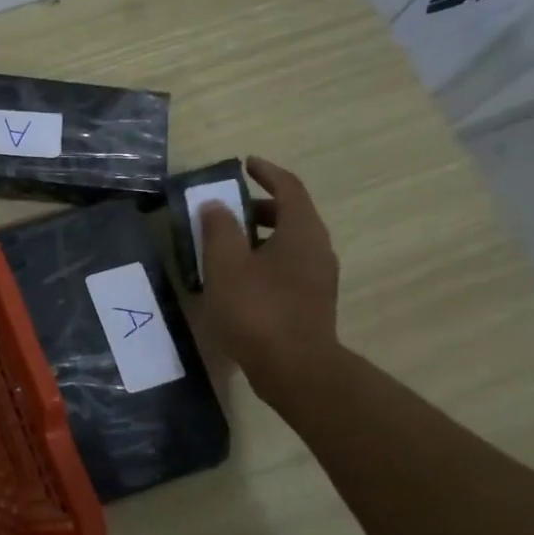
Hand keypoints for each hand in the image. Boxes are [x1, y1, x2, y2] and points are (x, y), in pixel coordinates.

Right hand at [198, 156, 342, 408]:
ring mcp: (318, 278)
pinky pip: (287, 267)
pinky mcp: (311, 303)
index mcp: (301, 231)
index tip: (245, 164)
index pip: (289, 187)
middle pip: (290, 215)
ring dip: (259, 237)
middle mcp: (317, 249)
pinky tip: (238, 280)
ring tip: (225, 247)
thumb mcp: (226, 265)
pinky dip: (264, 260)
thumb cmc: (258, 310)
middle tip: (226, 210)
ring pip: (288, 243)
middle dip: (258, 207)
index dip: (267, 172)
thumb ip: (219, 229)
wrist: (295, 369)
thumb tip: (215, 205)